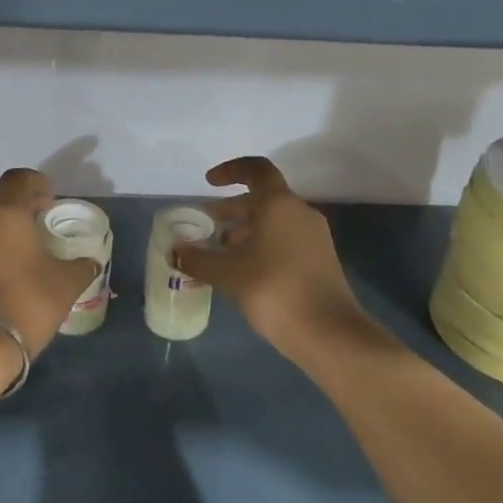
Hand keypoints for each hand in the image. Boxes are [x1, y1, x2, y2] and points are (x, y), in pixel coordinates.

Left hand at [0, 169, 97, 359]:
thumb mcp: (67, 282)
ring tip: (33, 252)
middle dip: (25, 209)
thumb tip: (90, 261)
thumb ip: (82, 265)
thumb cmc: (28, 300)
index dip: (36, 182)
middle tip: (47, 224)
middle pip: (3, 203)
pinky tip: (16, 272)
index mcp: (6, 215)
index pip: (18, 179)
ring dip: (10, 232)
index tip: (51, 197)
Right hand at [172, 157, 370, 360]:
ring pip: (274, 221)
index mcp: (279, 204)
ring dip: (245, 230)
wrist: (327, 332)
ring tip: (219, 251)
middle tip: (206, 224)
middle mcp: (300, 213)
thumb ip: (197, 259)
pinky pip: (285, 239)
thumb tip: (175, 250)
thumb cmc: (273, 290)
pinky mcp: (319, 260)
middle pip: (263, 198)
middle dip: (232, 209)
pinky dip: (261, 244)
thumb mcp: (227, 274)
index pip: (255, 170)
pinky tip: (243, 270)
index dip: (230, 171)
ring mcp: (314, 237)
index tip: (209, 183)